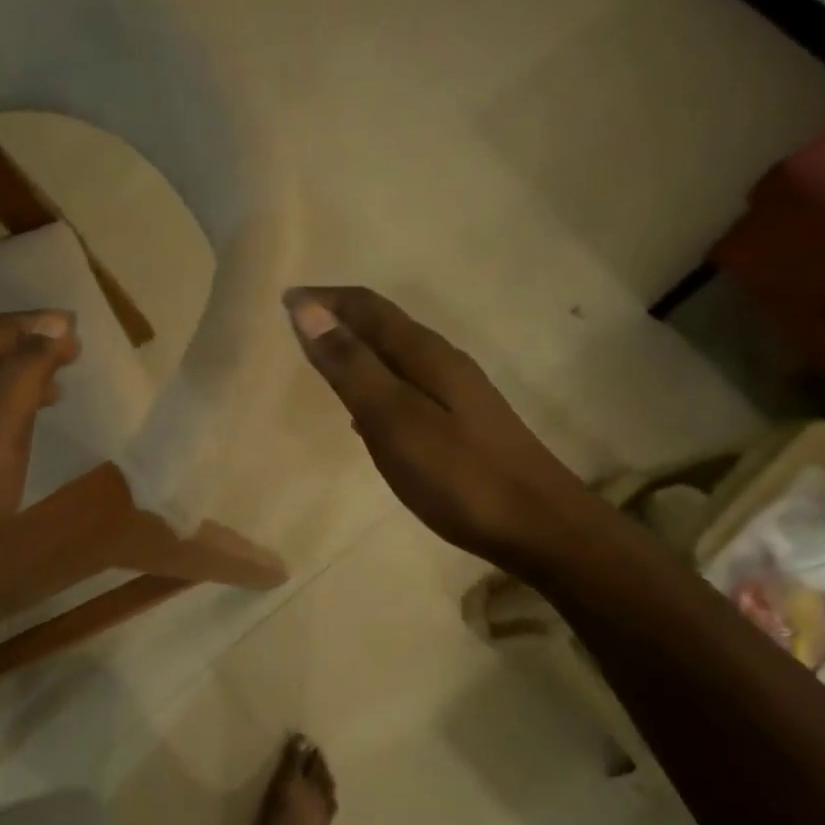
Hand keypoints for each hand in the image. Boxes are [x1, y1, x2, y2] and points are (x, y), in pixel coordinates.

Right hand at [284, 287, 577, 566]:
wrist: (540, 525)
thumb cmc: (459, 475)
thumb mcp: (394, 420)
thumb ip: (351, 367)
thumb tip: (308, 310)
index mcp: (424, 354)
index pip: (367, 308)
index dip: (324, 299)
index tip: (284, 300)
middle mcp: (442, 362)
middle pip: (383, 325)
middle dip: (338, 317)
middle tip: (297, 325)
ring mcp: (457, 392)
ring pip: (395, 356)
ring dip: (357, 350)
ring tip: (322, 361)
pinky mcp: (462, 422)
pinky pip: (407, 385)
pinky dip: (376, 383)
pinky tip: (366, 411)